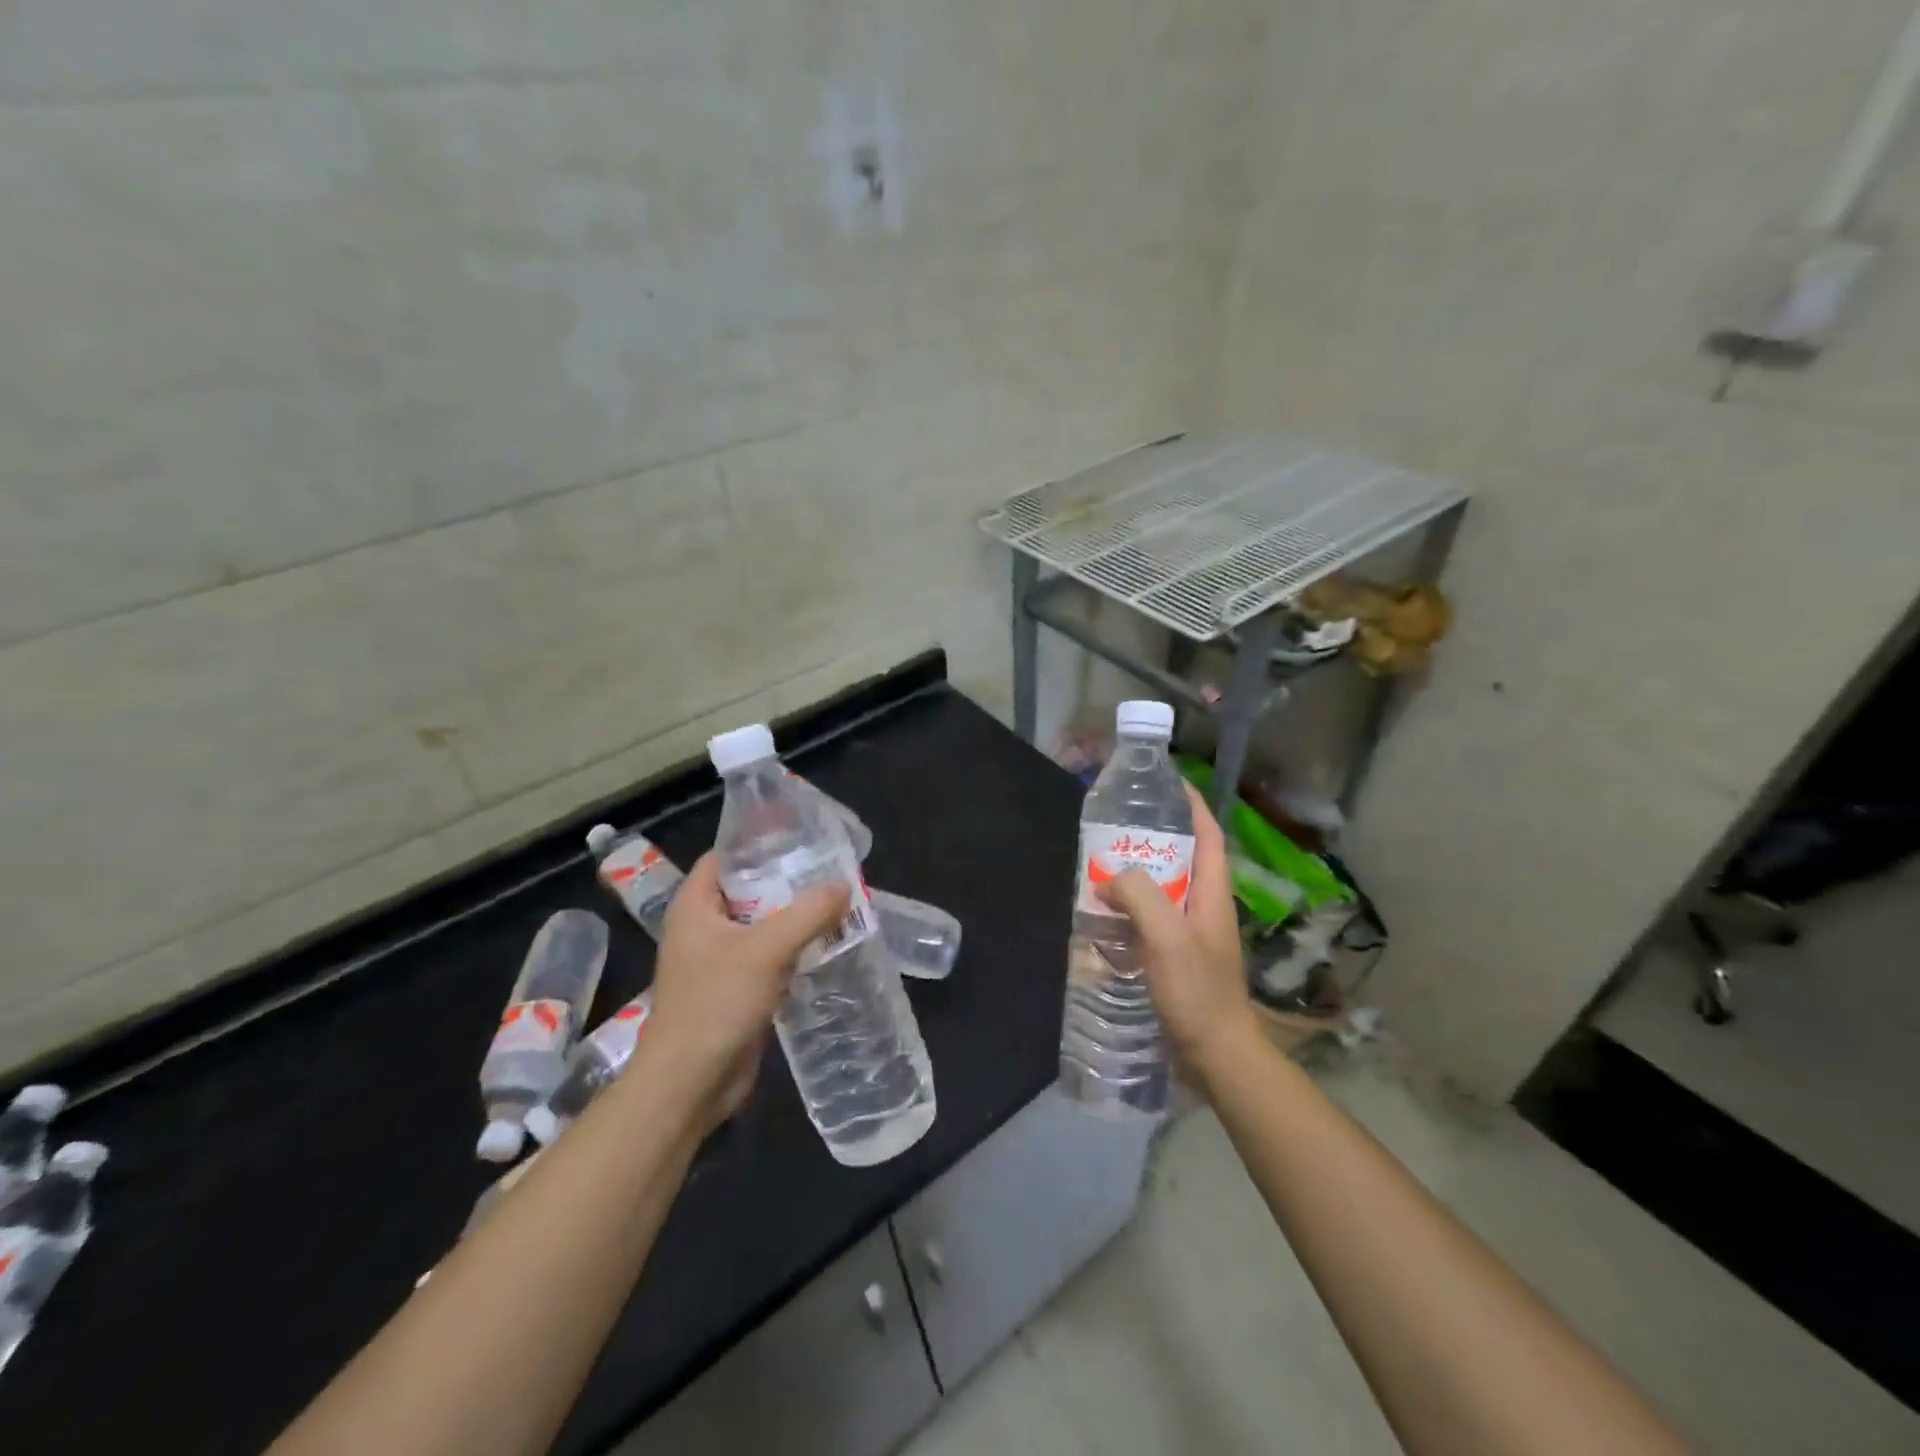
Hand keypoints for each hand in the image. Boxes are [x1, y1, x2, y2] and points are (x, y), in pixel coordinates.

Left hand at [643, 852, 849, 1125]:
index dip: (758, 843)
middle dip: (786, 881)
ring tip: (836, 902)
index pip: (724, 857)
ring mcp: (717, 961)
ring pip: (760, 926)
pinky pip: (766, 957)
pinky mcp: (734, 990)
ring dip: (793, 917)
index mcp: (695, 906)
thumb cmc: (716, 1004)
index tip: (800, 836)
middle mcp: (703, 927)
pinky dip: (792, 949)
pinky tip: (825, 944)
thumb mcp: (767, 950)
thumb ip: (808, 913)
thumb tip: (844, 886)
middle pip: (747, 890)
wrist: (689, 1083)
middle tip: (829, 869)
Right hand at [1099, 785, 1262, 1095]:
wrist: (1216, 1053)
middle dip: (1154, 837)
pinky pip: (1152, 917)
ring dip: (1137, 873)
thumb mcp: (1167, 936)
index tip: (1169, 782)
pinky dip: (1130, 906)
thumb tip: (1109, 878)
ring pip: (1163, 888)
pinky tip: (1105, 912)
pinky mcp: (1177, 955)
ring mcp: (1192, 932)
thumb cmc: (1197, 991)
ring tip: (1101, 863)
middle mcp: (1204, 905)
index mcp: (1211, 892)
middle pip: (1182, 858)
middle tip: (1116, 825)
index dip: (1193, 806)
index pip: (1208, 835)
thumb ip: (1139, 895)